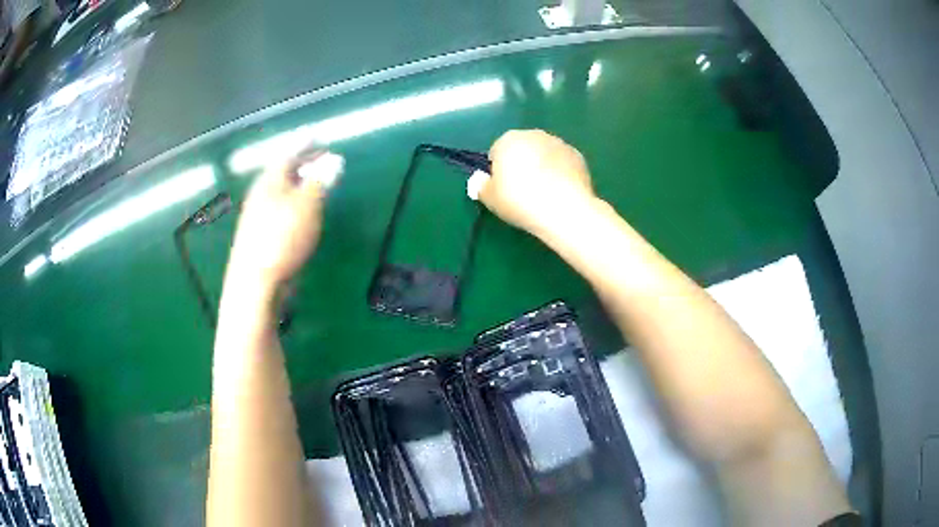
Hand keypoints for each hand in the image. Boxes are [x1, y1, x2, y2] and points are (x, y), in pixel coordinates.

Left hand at [227, 150, 341, 289]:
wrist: (256, 283)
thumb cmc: (282, 238)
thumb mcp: (308, 205)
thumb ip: (321, 181)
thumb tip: (335, 160)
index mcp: (270, 181)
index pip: (288, 154)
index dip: (305, 145)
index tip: (320, 139)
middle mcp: (261, 195)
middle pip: (283, 172)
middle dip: (303, 164)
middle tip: (322, 160)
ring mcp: (258, 217)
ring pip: (281, 192)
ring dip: (299, 184)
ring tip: (316, 184)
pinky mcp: (261, 237)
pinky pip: (280, 209)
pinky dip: (294, 203)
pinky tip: (303, 213)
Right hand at [480, 130, 595, 236]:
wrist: (564, 210)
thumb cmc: (521, 201)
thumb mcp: (489, 198)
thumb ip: (480, 185)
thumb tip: (481, 179)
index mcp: (508, 139)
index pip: (496, 152)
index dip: (498, 171)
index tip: (504, 189)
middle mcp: (534, 135)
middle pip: (522, 150)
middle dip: (522, 165)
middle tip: (523, 192)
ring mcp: (559, 143)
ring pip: (543, 155)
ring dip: (542, 167)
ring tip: (544, 194)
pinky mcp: (578, 156)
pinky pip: (562, 163)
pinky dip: (560, 173)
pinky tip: (561, 192)